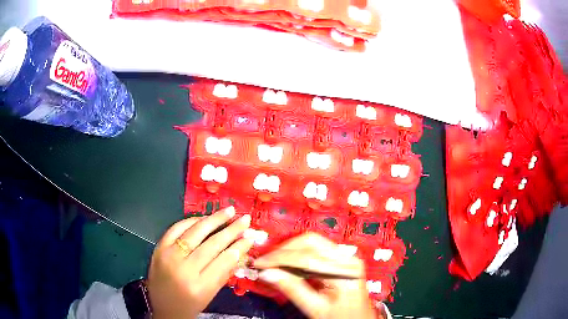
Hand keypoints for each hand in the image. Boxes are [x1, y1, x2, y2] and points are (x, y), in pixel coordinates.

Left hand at [147, 207, 253, 318]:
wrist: (161, 307)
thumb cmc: (189, 305)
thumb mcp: (210, 295)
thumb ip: (224, 273)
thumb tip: (239, 251)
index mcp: (200, 286)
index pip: (224, 261)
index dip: (239, 247)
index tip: (250, 237)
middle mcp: (184, 269)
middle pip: (212, 244)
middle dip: (232, 230)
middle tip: (245, 219)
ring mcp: (169, 256)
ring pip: (195, 232)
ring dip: (214, 219)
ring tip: (229, 211)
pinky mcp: (159, 248)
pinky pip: (176, 228)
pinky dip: (191, 221)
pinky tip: (203, 218)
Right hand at [253, 232, 381, 318]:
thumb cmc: (342, 317)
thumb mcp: (316, 308)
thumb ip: (292, 289)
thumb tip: (268, 273)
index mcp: (345, 271)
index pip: (307, 257)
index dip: (279, 258)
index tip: (261, 263)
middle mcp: (348, 258)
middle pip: (310, 241)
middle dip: (284, 250)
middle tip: (266, 262)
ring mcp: (346, 257)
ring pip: (312, 242)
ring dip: (290, 250)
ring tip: (274, 262)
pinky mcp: (341, 259)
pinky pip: (316, 249)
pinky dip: (299, 254)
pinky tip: (288, 264)